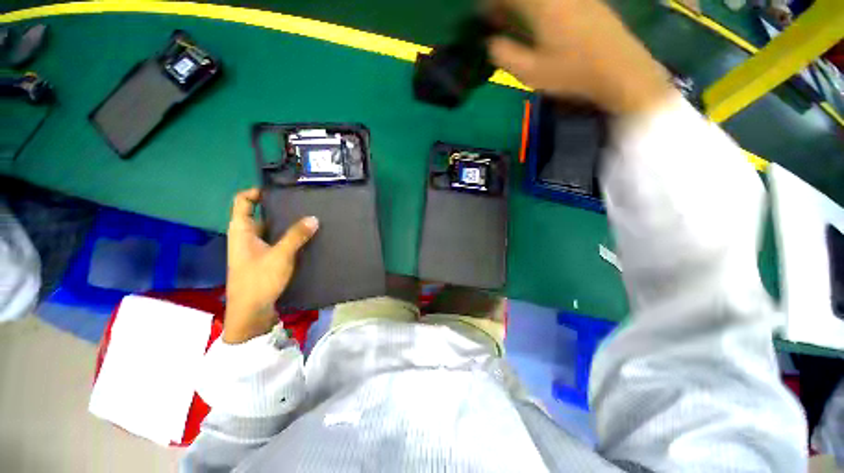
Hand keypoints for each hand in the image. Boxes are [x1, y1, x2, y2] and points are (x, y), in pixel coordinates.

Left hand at [223, 188, 318, 343]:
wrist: (251, 313)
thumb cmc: (259, 280)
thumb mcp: (280, 255)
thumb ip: (297, 236)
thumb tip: (314, 218)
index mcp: (241, 230)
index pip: (243, 201)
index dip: (256, 192)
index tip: (279, 191)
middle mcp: (246, 237)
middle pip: (261, 214)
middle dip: (280, 209)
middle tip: (303, 205)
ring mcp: (255, 249)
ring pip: (271, 230)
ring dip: (287, 225)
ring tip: (309, 220)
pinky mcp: (264, 260)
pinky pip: (276, 242)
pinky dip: (289, 238)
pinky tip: (306, 239)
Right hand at [488, 0, 671, 115]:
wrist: (619, 70)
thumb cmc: (572, 74)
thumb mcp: (530, 73)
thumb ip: (505, 55)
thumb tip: (489, 42)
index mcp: (542, 5)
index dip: (491, 3)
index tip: (481, 15)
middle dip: (506, 4)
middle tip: (495, 19)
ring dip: (522, 6)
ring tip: (513, 21)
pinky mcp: (587, 0)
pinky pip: (555, 1)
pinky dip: (540, 8)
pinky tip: (537, 20)